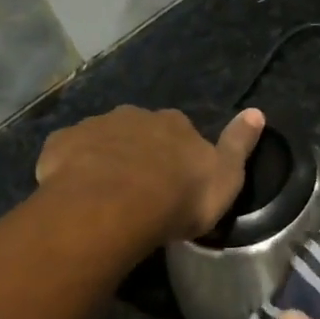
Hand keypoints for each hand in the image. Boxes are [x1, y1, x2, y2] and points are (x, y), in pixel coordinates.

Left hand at [35, 106, 264, 243]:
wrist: (114, 206)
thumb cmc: (178, 197)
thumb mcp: (225, 178)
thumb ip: (239, 145)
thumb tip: (258, 112)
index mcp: (174, 124)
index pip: (180, 131)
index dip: (177, 155)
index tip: (175, 180)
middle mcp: (134, 116)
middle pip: (138, 132)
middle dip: (139, 153)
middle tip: (139, 190)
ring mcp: (94, 127)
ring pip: (102, 141)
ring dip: (104, 160)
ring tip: (105, 195)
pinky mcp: (61, 145)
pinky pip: (68, 154)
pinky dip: (71, 168)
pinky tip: (74, 193)